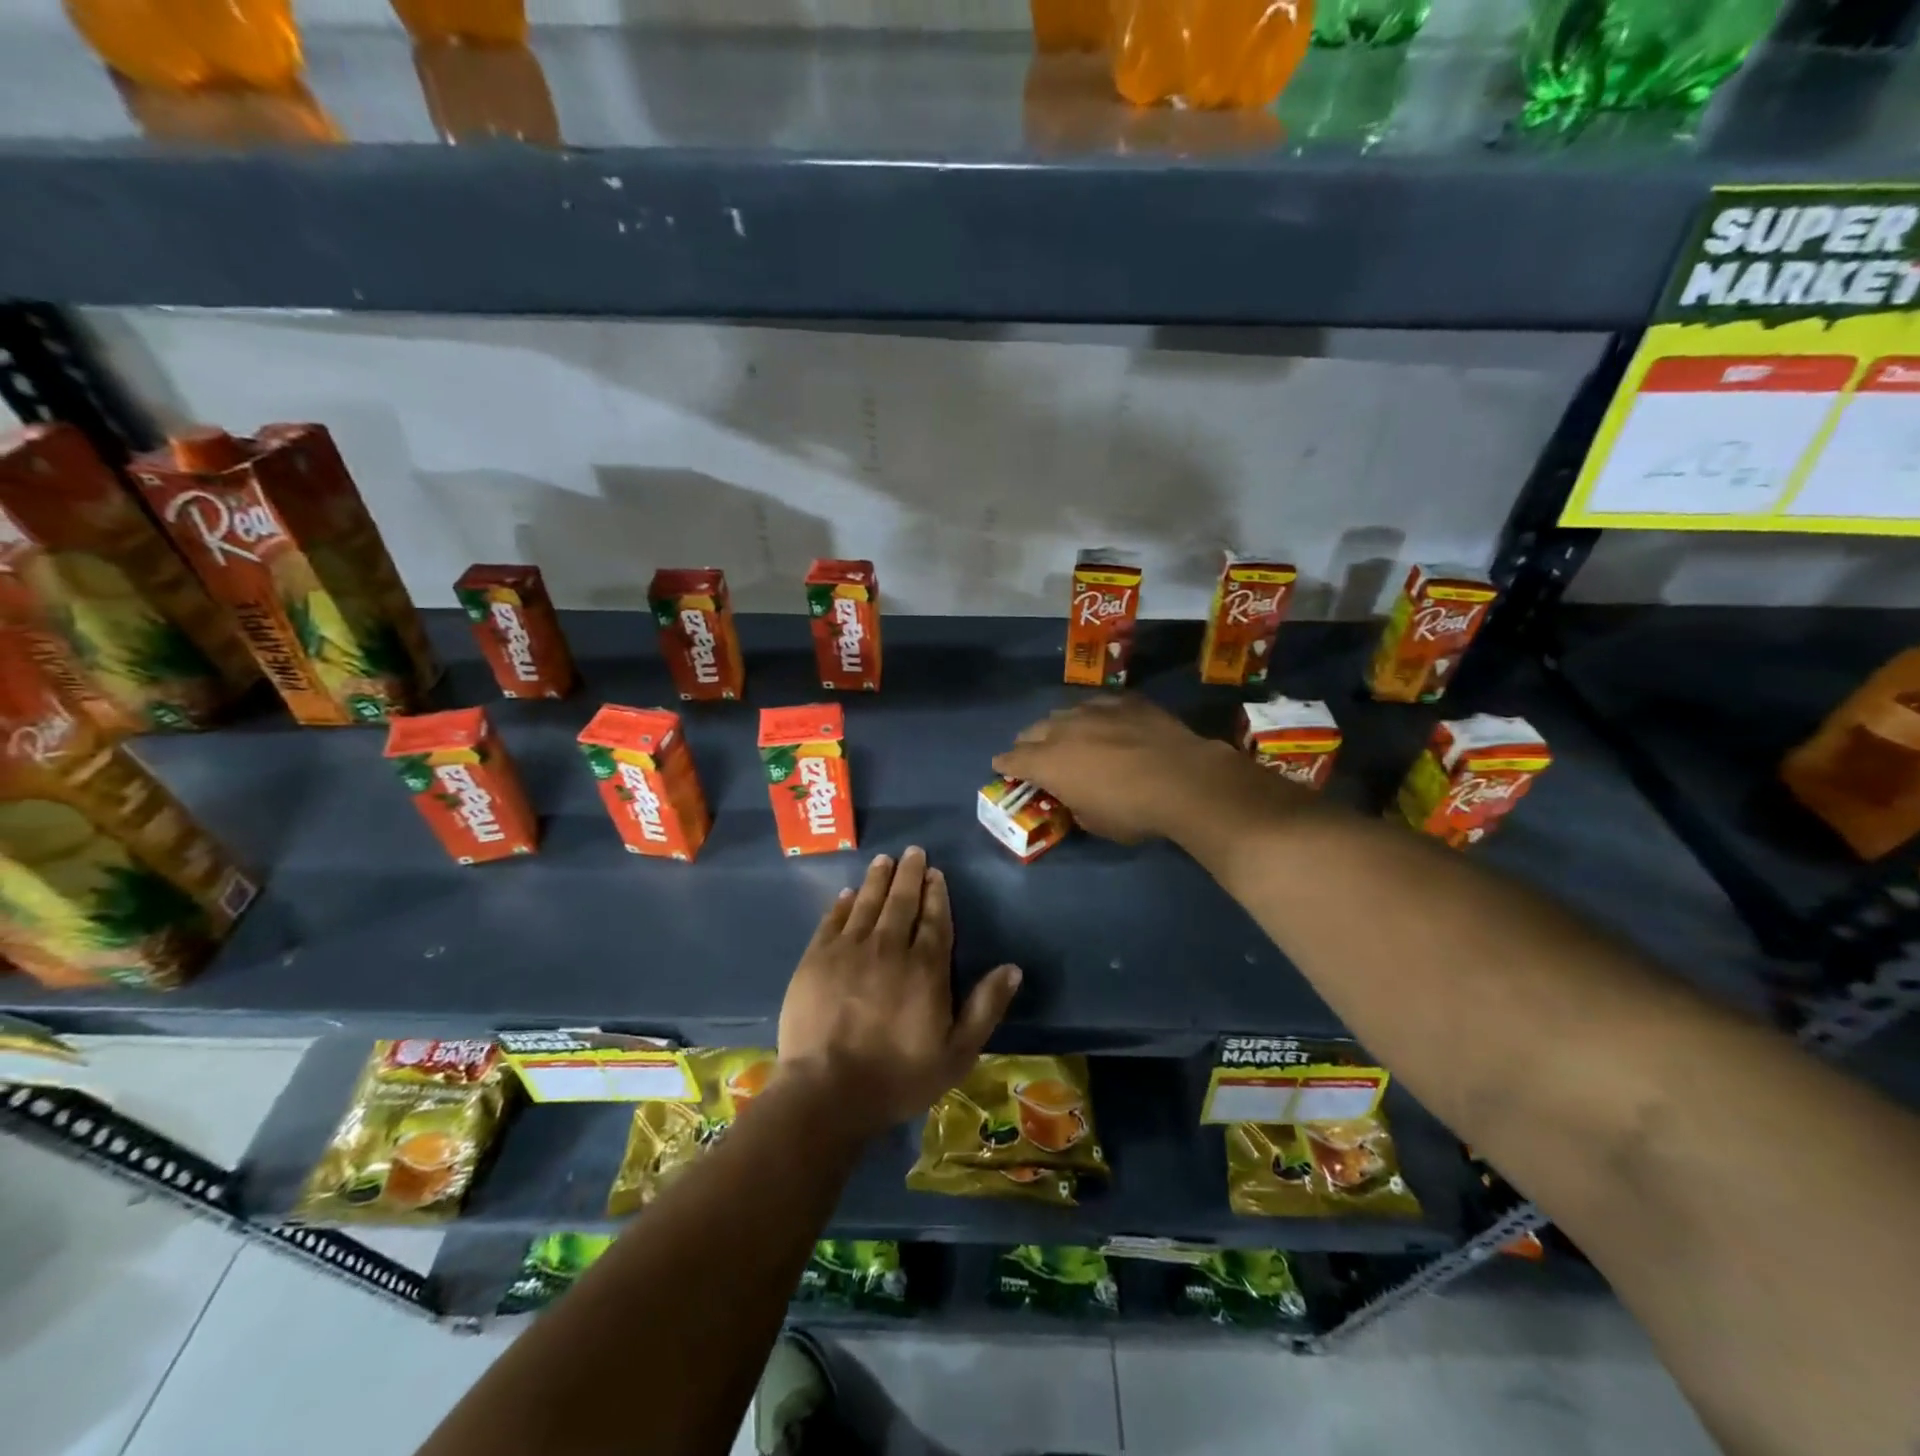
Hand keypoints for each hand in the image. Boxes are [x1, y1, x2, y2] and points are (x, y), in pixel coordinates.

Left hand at [777, 846, 1021, 1137]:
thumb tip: (1012, 968)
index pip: (934, 919)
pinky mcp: (816, 959)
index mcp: (925, 968)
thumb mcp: (957, 1053)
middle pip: (901, 902)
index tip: (935, 873)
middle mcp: (888, 948)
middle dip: (909, 874)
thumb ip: (985, 1008)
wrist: (827, 1091)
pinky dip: (841, 904)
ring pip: (866, 903)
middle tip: (912, 852)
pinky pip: (832, 920)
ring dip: (877, 879)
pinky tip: (846, 894)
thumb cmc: (899, 1077)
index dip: (936, 894)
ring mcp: (848, 950)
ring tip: (884, 860)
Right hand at [992, 695, 1248, 843]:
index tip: (1004, 769)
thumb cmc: (1133, 811)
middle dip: (1029, 744)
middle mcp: (1062, 730)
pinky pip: (1098, 704)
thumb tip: (1076, 798)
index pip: (1011, 760)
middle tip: (1038, 757)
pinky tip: (1106, 723)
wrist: (1184, 780)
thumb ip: (1074, 805)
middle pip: (1032, 731)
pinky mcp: (1124, 701)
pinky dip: (1095, 715)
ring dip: (1060, 727)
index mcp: (1047, 763)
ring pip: (1063, 713)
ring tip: (1071, 737)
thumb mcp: (1095, 823)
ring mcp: (1094, 710)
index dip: (1005, 766)